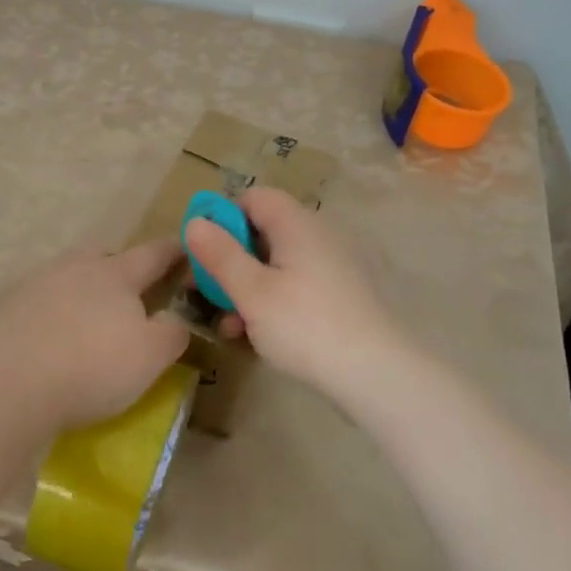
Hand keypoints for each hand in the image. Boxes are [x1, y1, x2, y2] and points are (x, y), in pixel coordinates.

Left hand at [0, 240, 190, 440]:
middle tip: (130, 287)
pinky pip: (39, 303)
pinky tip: (52, 338)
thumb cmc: (91, 366)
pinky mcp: (5, 310)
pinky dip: (52, 314)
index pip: (152, 254)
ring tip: (89, 318)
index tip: (185, 244)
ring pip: (68, 277)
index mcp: (115, 274)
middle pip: (102, 256)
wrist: (6, 384)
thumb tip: (176, 322)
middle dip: (119, 265)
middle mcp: (74, 268)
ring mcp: (35, 286)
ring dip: (82, 290)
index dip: (173, 250)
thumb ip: (172, 334)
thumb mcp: (150, 357)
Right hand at [184, 188, 407, 396]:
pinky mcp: (339, 293)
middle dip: (229, 259)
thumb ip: (220, 255)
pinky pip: (294, 284)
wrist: (375, 373)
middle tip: (205, 291)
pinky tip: (254, 333)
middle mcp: (317, 235)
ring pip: (276, 263)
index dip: (222, 217)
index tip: (201, 250)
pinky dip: (270, 300)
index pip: (253, 198)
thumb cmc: (305, 325)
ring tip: (227, 323)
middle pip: (263, 231)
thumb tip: (194, 222)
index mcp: (296, 224)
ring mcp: (331, 265)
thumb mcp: (252, 292)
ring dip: (246, 286)